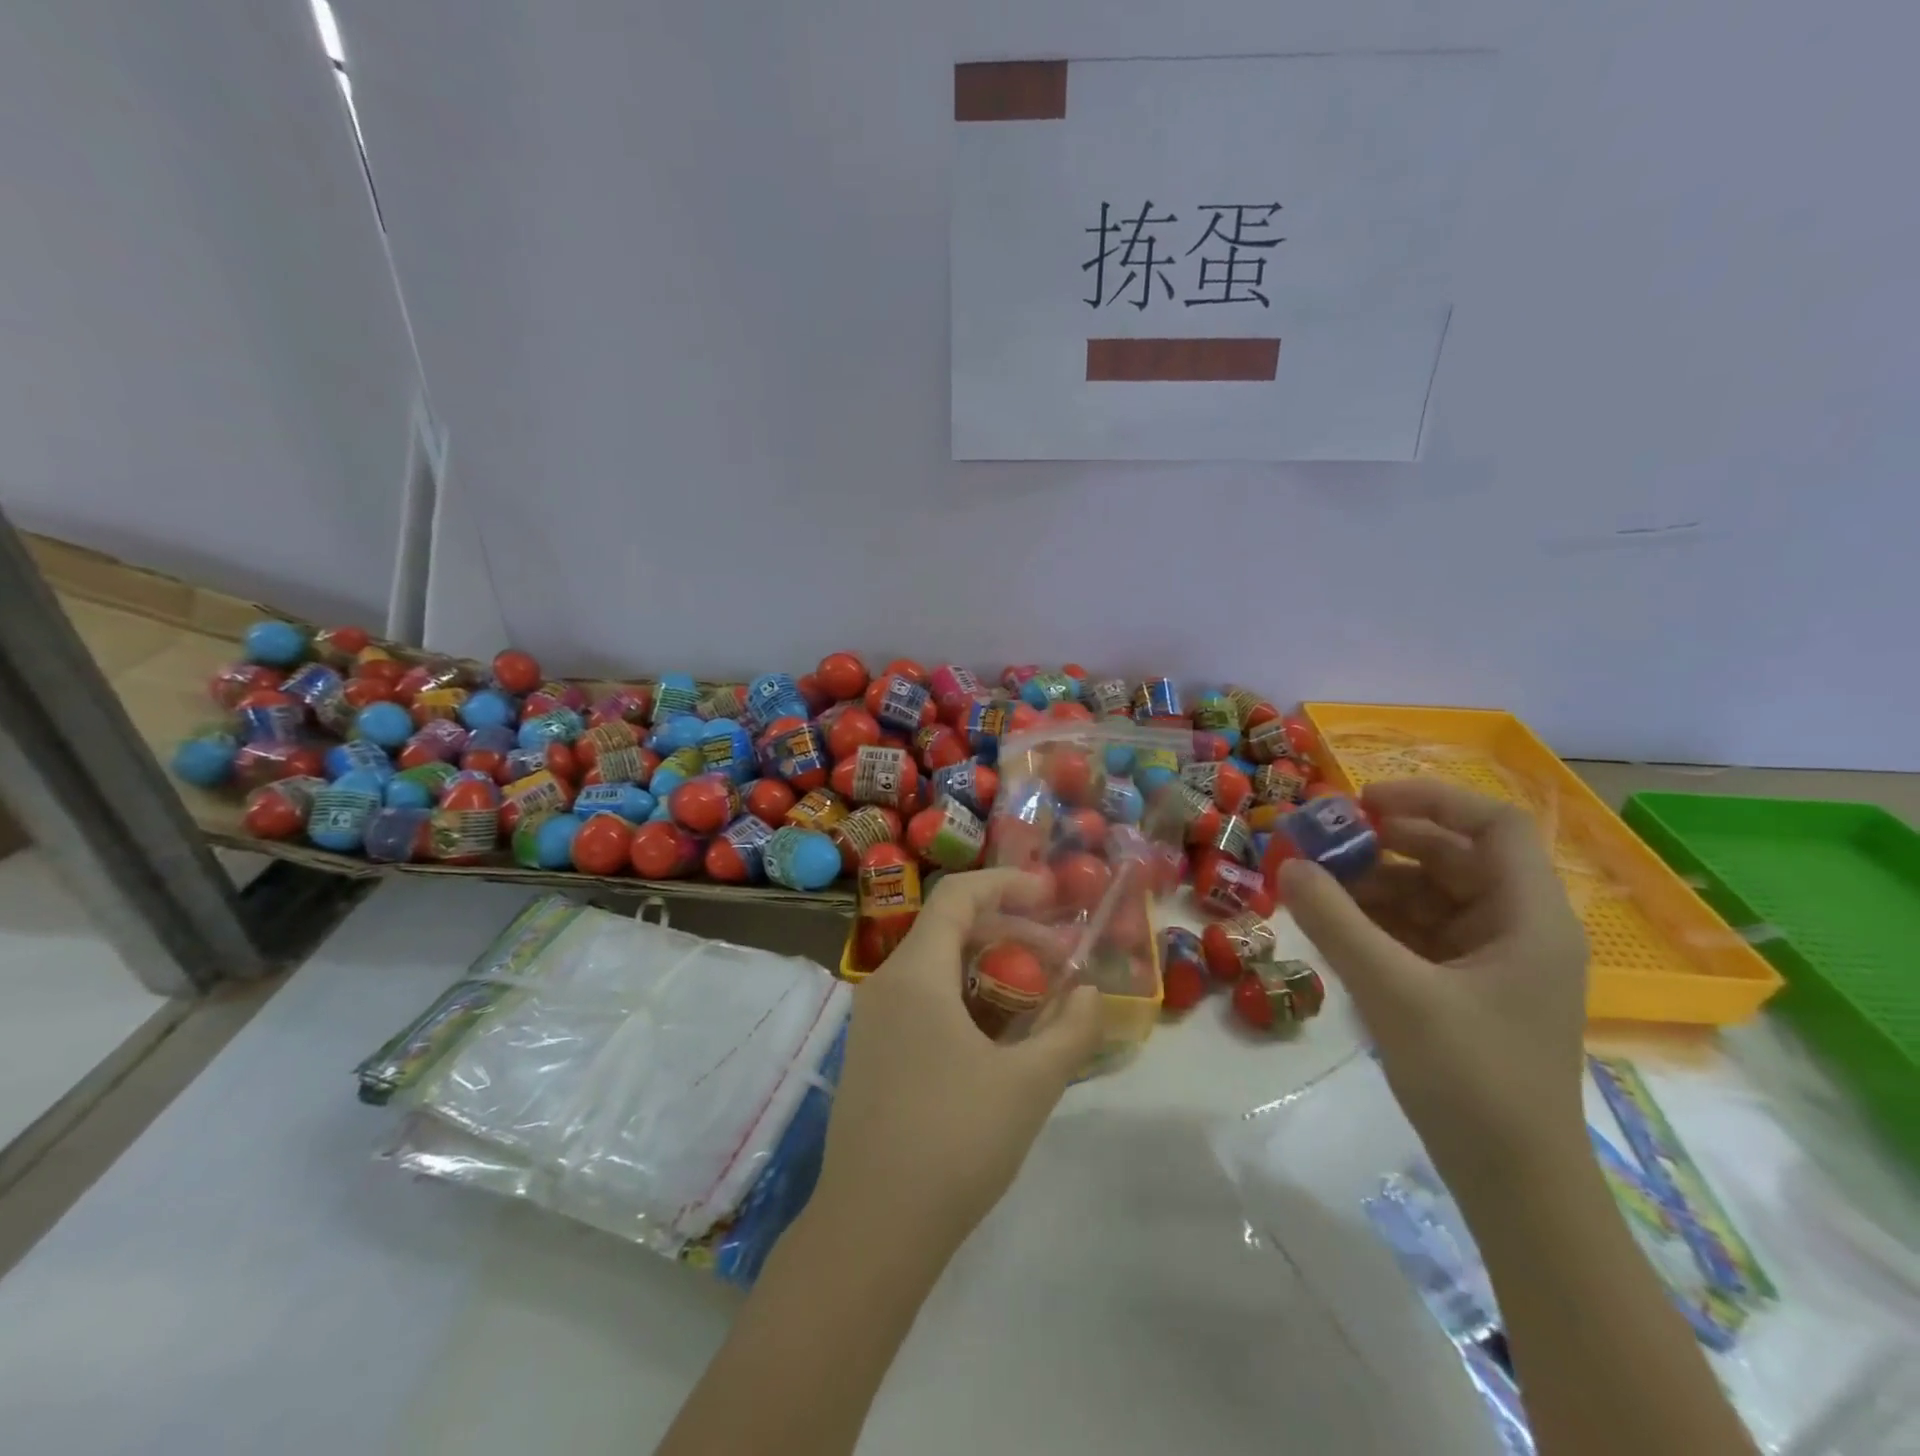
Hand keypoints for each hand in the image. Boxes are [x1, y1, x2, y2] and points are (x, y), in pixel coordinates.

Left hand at [812, 870, 1104, 1252]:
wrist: (872, 1229)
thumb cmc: (953, 1142)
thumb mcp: (1028, 1084)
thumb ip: (1070, 1031)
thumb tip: (1090, 994)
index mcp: (915, 974)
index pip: (957, 896)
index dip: (1006, 884)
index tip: (1052, 894)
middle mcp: (885, 984)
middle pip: (948, 928)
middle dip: (1008, 931)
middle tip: (1060, 957)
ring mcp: (873, 1021)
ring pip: (936, 967)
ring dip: (988, 967)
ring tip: (1037, 996)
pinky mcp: (872, 1055)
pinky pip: (922, 1001)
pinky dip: (965, 997)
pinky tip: (999, 1036)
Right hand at [1279, 779, 1589, 1191]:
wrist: (1513, 1183)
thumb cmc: (1471, 1078)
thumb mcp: (1394, 991)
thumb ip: (1336, 922)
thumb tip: (1288, 865)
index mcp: (1530, 918)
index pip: (1493, 825)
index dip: (1431, 799)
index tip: (1362, 802)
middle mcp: (1518, 928)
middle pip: (1453, 857)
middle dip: (1386, 844)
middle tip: (1322, 843)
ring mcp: (1493, 960)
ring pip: (1430, 895)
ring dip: (1374, 884)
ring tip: (1315, 887)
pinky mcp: (1467, 989)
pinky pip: (1419, 932)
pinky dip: (1378, 921)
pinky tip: (1334, 926)